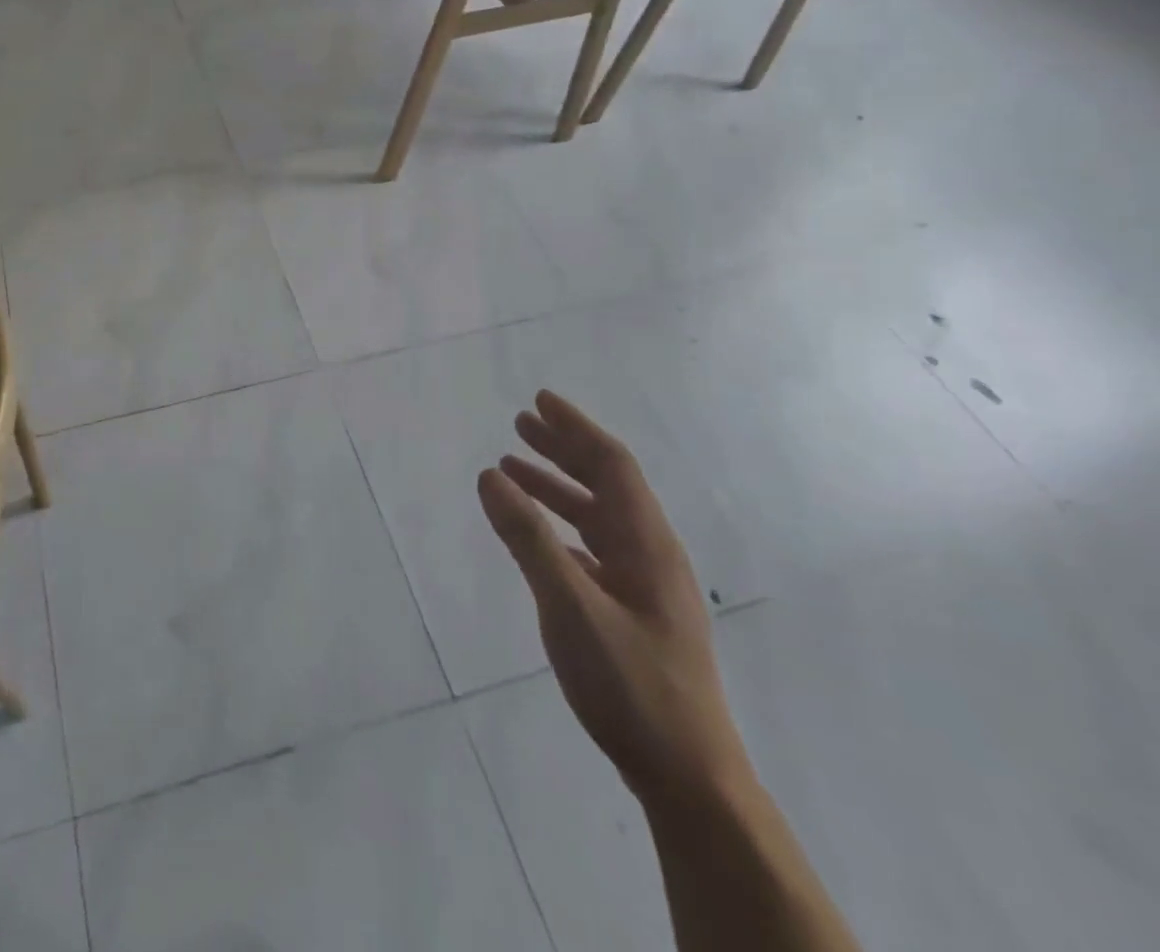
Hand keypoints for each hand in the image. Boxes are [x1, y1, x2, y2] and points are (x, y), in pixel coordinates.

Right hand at [477, 391, 749, 809]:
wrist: (689, 778)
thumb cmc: (631, 685)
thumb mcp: (569, 607)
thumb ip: (528, 539)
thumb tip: (490, 476)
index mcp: (647, 545)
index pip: (613, 466)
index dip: (576, 429)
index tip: (540, 401)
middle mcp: (650, 555)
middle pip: (607, 484)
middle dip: (564, 450)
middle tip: (521, 424)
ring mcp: (645, 587)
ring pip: (599, 517)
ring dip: (559, 487)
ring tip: (515, 470)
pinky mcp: (634, 614)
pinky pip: (594, 549)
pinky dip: (561, 527)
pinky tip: (539, 535)